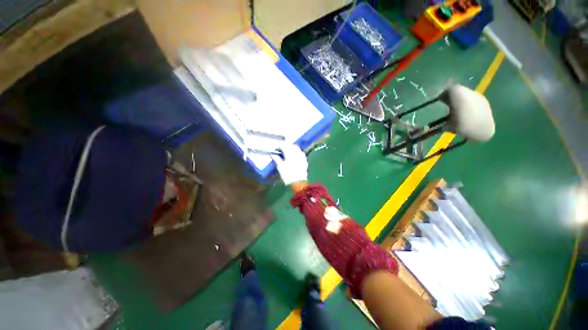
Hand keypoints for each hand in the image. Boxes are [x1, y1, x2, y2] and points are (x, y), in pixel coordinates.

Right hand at [271, 144, 307, 185]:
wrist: (298, 183)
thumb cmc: (288, 175)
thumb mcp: (280, 167)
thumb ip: (276, 159)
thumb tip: (272, 154)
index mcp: (290, 153)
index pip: (283, 145)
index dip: (278, 146)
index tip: (274, 149)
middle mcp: (297, 152)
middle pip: (290, 145)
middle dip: (284, 146)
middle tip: (279, 150)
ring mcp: (301, 156)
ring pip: (295, 148)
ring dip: (290, 148)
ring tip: (284, 152)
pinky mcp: (304, 160)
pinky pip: (299, 152)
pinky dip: (295, 151)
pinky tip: (292, 155)